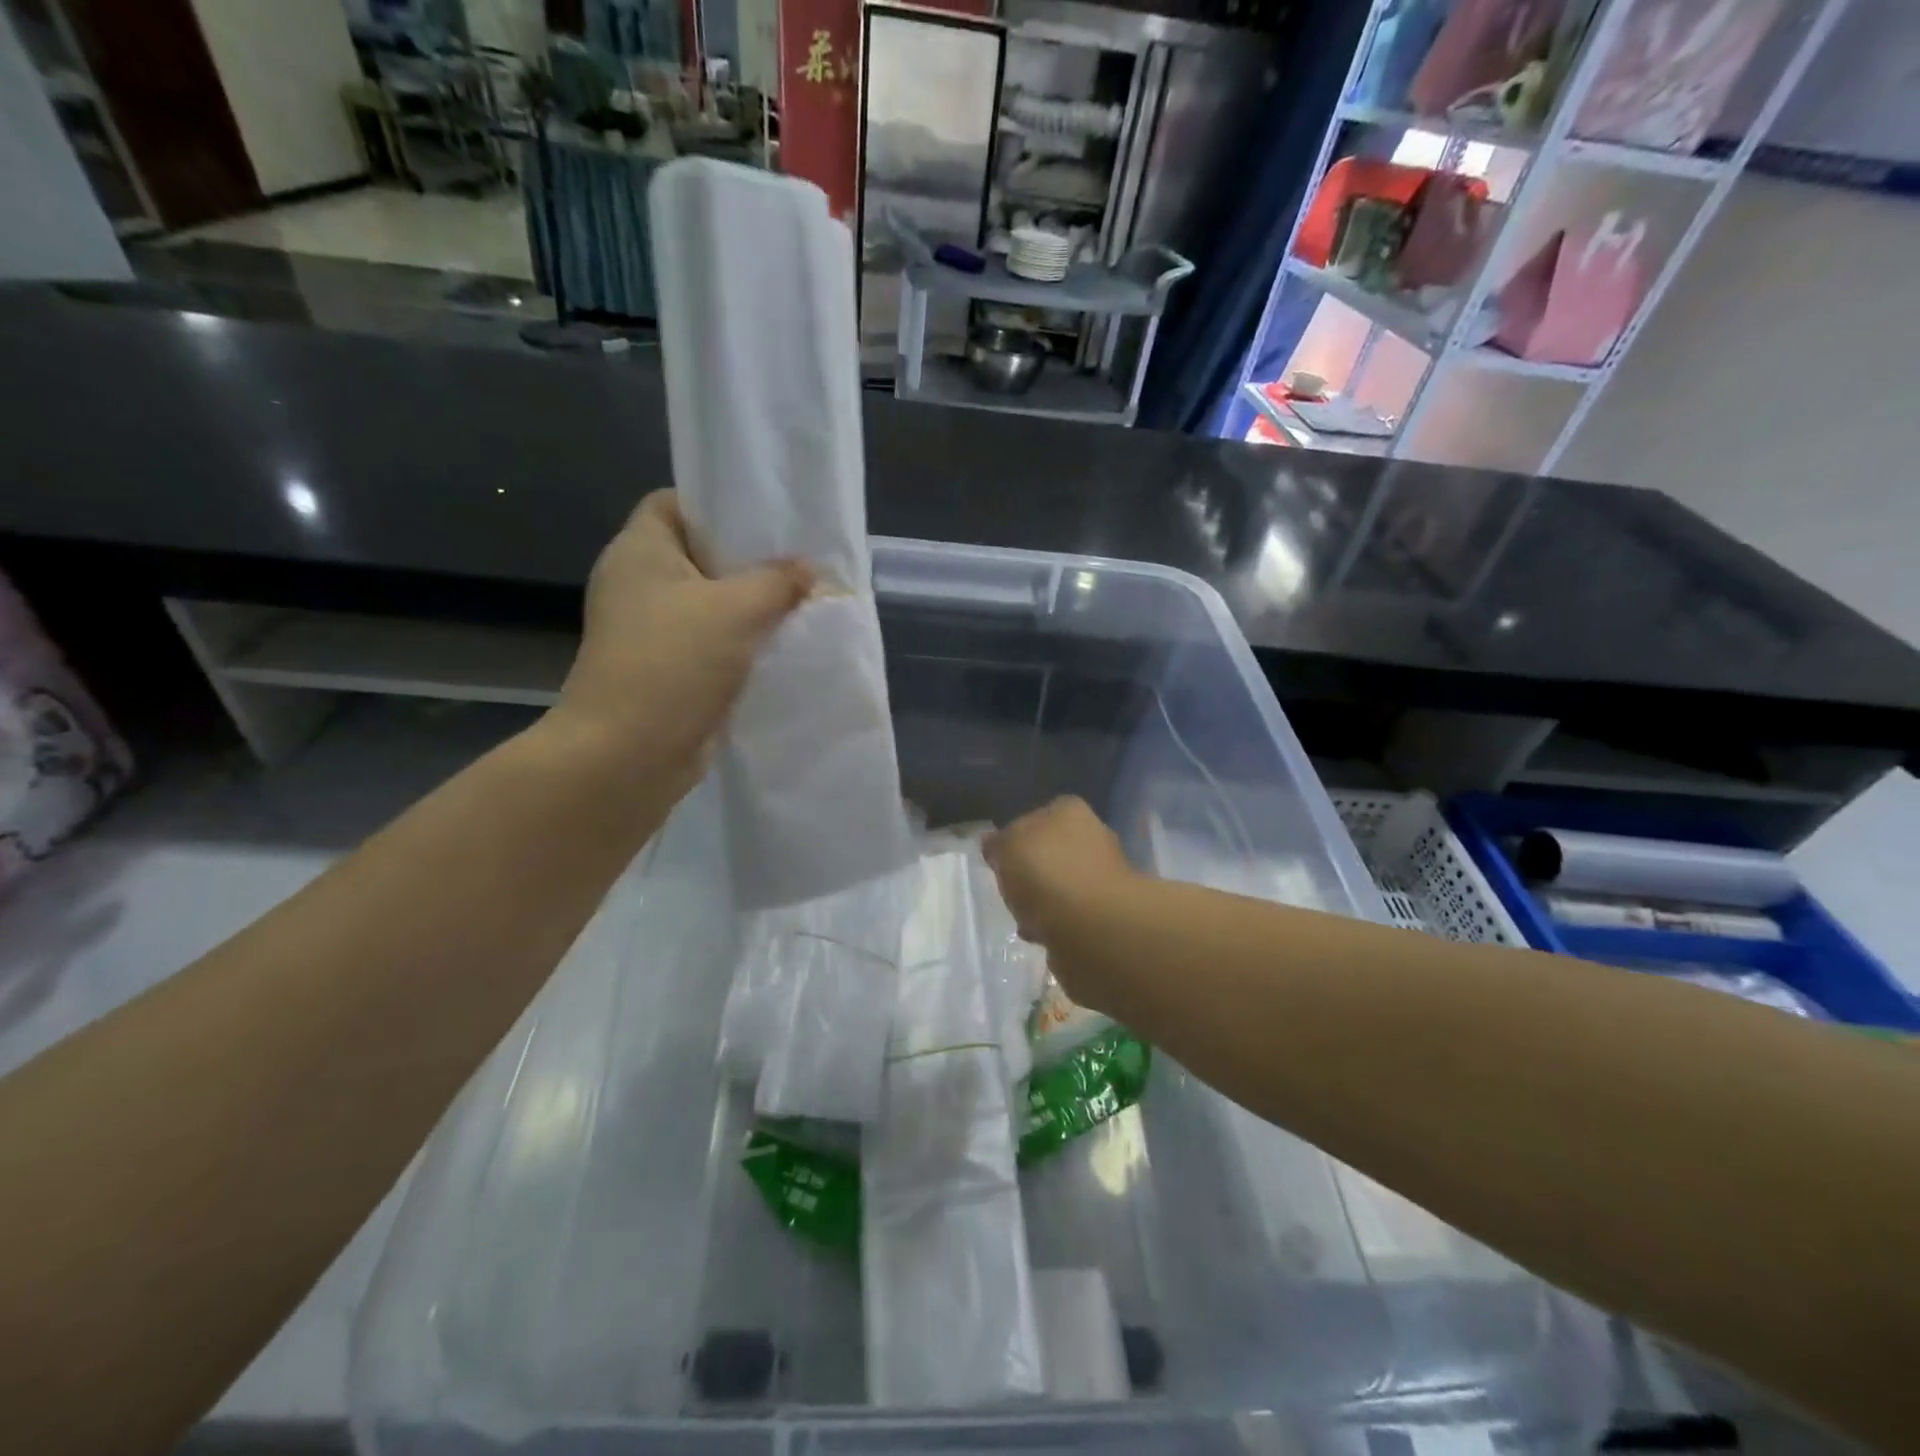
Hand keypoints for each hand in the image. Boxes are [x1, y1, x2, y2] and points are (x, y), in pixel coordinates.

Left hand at [550, 491, 812, 789]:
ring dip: (751, 607)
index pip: (674, 503)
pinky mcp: (667, 670)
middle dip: (748, 560)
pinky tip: (782, 647)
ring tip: (800, 604)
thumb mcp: (737, 610)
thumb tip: (808, 569)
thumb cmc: (674, 662)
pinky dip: (742, 644)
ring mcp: (650, 631)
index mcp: (640, 551)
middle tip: (798, 563)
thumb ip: (778, 581)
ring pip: (710, 604)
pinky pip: (711, 643)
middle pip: (699, 555)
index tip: (766, 520)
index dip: (717, 504)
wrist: (629, 754)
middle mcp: (639, 584)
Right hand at [984, 797, 1135, 1003]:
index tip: (1001, 860)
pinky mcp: (1108, 911)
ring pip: (1062, 883)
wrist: (1091, 924)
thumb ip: (998, 843)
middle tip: (1012, 890)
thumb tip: (995, 843)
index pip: (1038, 815)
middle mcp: (1093, 835)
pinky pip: (1071, 913)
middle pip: (1052, 851)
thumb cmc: (1045, 872)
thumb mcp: (1006, 847)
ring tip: (1024, 918)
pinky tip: (1041, 934)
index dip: (1016, 837)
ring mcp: (1104, 874)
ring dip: (1043, 900)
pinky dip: (1055, 922)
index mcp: (1070, 810)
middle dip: (1032, 872)